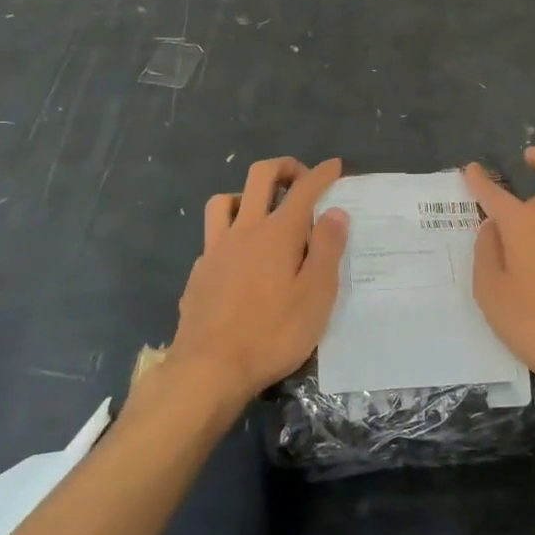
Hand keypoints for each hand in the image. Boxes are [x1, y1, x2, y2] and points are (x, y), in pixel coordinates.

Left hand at [172, 157, 348, 402]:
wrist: (209, 368)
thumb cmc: (273, 333)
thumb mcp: (316, 295)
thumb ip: (327, 249)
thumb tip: (335, 212)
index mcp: (277, 233)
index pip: (303, 189)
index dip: (321, 174)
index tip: (334, 166)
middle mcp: (244, 230)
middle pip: (259, 177)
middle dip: (283, 167)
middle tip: (300, 177)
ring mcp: (216, 249)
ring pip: (224, 200)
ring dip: (246, 194)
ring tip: (262, 210)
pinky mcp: (199, 272)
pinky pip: (213, 235)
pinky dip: (229, 232)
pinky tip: (238, 256)